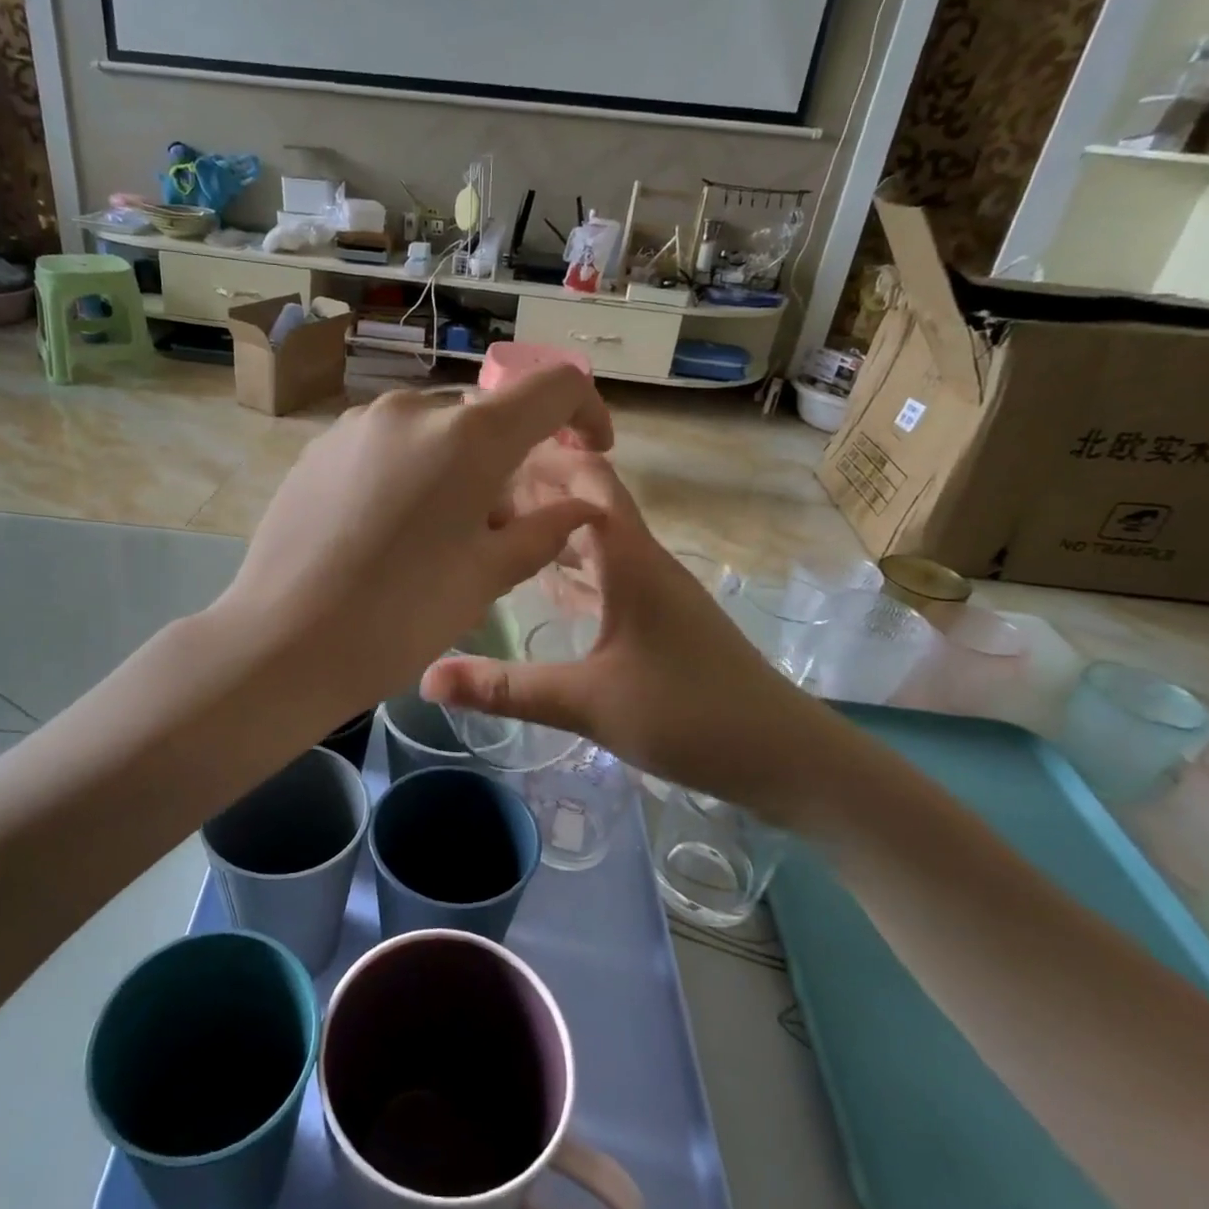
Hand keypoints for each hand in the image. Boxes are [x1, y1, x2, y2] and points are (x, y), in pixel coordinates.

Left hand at [221, 370, 612, 718]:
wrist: (282, 644)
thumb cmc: (401, 618)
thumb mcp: (487, 579)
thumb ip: (544, 532)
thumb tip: (581, 508)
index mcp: (469, 436)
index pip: (553, 389)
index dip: (586, 412)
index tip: (592, 449)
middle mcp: (412, 410)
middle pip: (488, 415)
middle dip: (511, 459)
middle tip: (502, 526)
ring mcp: (358, 424)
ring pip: (435, 430)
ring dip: (457, 466)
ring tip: (440, 533)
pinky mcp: (320, 447)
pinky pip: (388, 445)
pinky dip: (411, 471)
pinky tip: (389, 530)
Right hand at [421, 449, 820, 820]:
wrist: (782, 756)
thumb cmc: (688, 715)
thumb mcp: (586, 702)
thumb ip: (505, 688)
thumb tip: (426, 677)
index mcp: (630, 559)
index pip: (587, 481)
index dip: (542, 458)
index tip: (486, 453)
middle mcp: (644, 563)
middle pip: (589, 505)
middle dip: (540, 490)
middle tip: (477, 489)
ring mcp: (656, 593)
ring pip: (597, 543)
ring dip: (554, 530)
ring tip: (498, 525)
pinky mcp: (661, 623)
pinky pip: (607, 579)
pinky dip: (573, 571)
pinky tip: (545, 586)